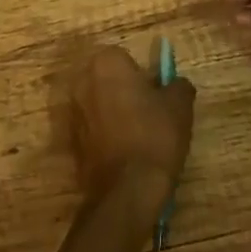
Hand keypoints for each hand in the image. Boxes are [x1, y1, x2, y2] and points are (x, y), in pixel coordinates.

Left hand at [68, 46, 195, 219]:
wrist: (127, 192)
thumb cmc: (154, 136)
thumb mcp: (180, 105)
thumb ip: (178, 85)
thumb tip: (176, 84)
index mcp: (106, 63)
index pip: (126, 59)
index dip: (143, 78)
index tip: (155, 97)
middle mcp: (83, 81)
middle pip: (108, 81)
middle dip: (124, 93)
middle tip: (148, 115)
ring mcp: (73, 113)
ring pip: (99, 106)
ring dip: (113, 115)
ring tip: (137, 139)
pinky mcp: (71, 143)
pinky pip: (92, 131)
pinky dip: (104, 138)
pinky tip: (124, 156)